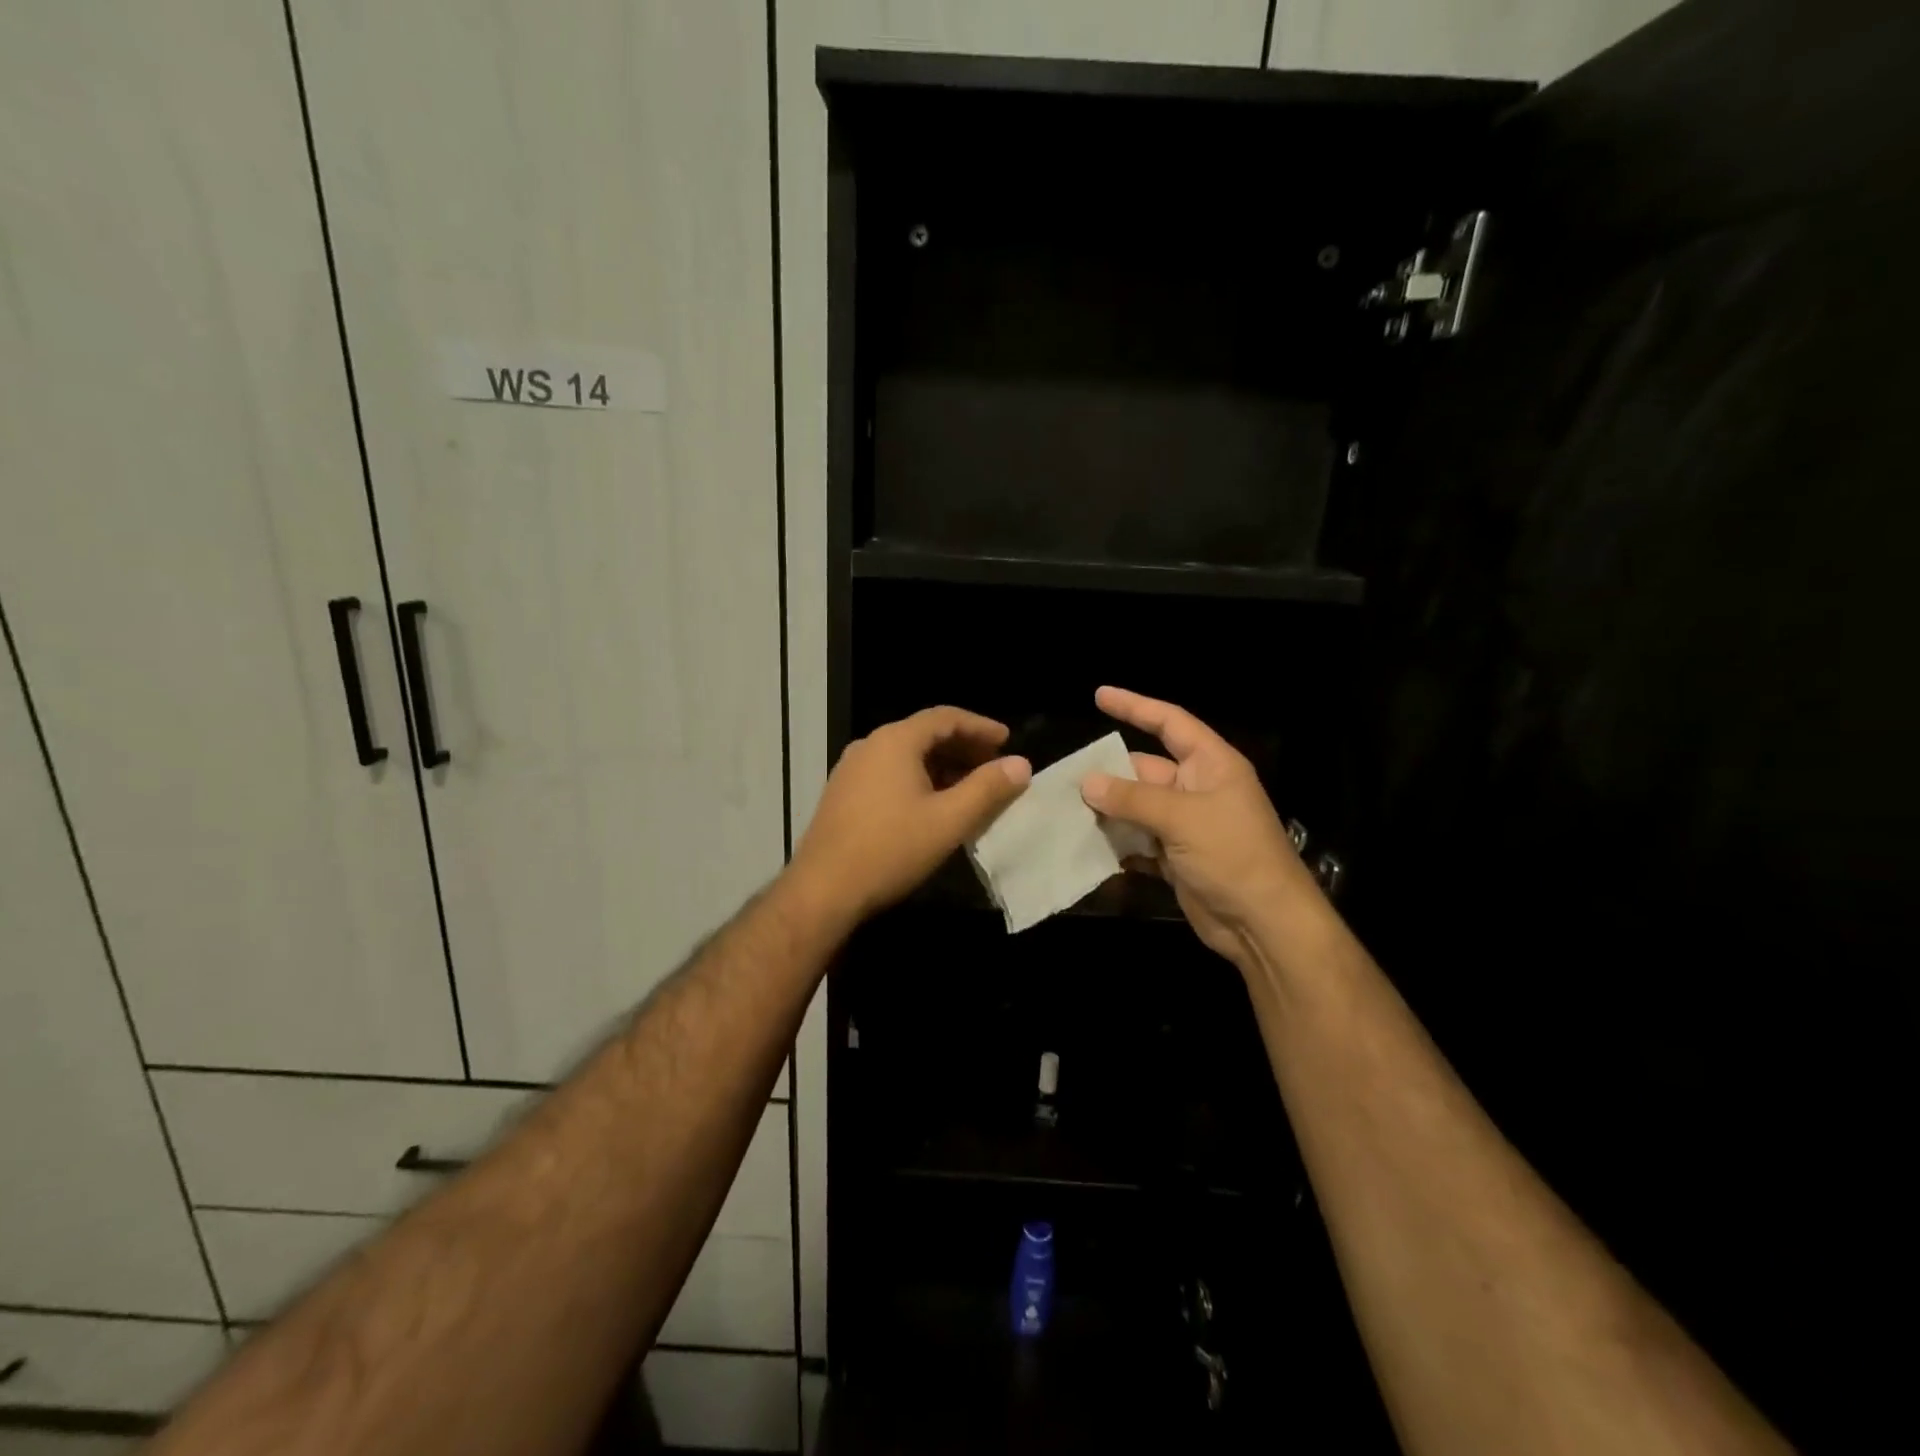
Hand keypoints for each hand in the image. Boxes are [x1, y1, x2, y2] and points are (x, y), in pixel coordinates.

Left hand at [790, 706, 1030, 924]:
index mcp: (895, 741)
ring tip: (969, 787)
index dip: (980, 727)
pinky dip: (918, 779)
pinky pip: (889, 773)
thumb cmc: (891, 850)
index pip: (945, 718)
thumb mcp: (949, 820)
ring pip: (906, 755)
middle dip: (963, 747)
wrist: (823, 891)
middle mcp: (870, 746)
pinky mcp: (843, 794)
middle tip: (993, 765)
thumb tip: (1021, 764)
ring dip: (941, 765)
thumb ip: (988, 789)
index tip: (1007, 740)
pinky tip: (932, 805)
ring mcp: (851, 770)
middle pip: (924, 734)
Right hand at [1080, 686, 1320, 971]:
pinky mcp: (1176, 858)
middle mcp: (1198, 789)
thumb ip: (1132, 798)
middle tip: (1066, 778)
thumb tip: (1086, 782)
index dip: (1135, 706)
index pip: (1170, 723)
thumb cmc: (1233, 855)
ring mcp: (1187, 825)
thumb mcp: (1182, 818)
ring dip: (1108, 810)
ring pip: (1138, 807)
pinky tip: (1087, 845)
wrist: (1264, 924)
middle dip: (1109, 773)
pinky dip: (1117, 843)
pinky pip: (1139, 841)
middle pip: (1145, 769)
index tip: (1099, 696)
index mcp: (1211, 765)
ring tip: (1066, 810)